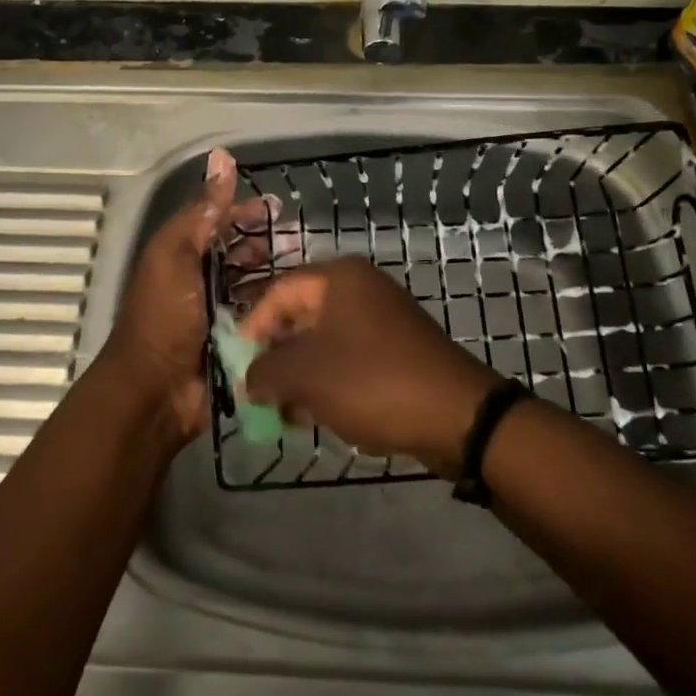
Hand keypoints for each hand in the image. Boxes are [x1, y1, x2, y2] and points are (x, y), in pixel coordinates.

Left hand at [101, 149, 274, 442]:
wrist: (156, 392)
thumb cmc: (164, 318)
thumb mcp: (175, 256)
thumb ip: (200, 212)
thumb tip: (222, 158)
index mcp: (180, 256)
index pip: (215, 222)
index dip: (243, 211)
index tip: (278, 207)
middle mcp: (198, 281)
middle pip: (236, 253)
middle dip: (264, 242)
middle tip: (298, 238)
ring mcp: (216, 314)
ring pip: (250, 284)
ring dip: (274, 273)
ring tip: (306, 269)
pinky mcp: (234, 343)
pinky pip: (258, 318)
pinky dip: (275, 307)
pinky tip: (301, 302)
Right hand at [239, 258, 502, 476]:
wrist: (457, 415)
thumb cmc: (372, 381)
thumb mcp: (306, 375)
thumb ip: (265, 372)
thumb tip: (249, 380)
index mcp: (338, 279)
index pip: (278, 292)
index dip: (252, 327)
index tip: (238, 365)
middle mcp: (360, 289)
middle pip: (300, 316)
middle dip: (275, 356)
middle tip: (258, 392)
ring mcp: (382, 319)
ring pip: (323, 342)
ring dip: (299, 375)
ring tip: (284, 412)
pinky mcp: (396, 350)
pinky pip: (348, 359)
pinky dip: (327, 382)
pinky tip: (315, 415)